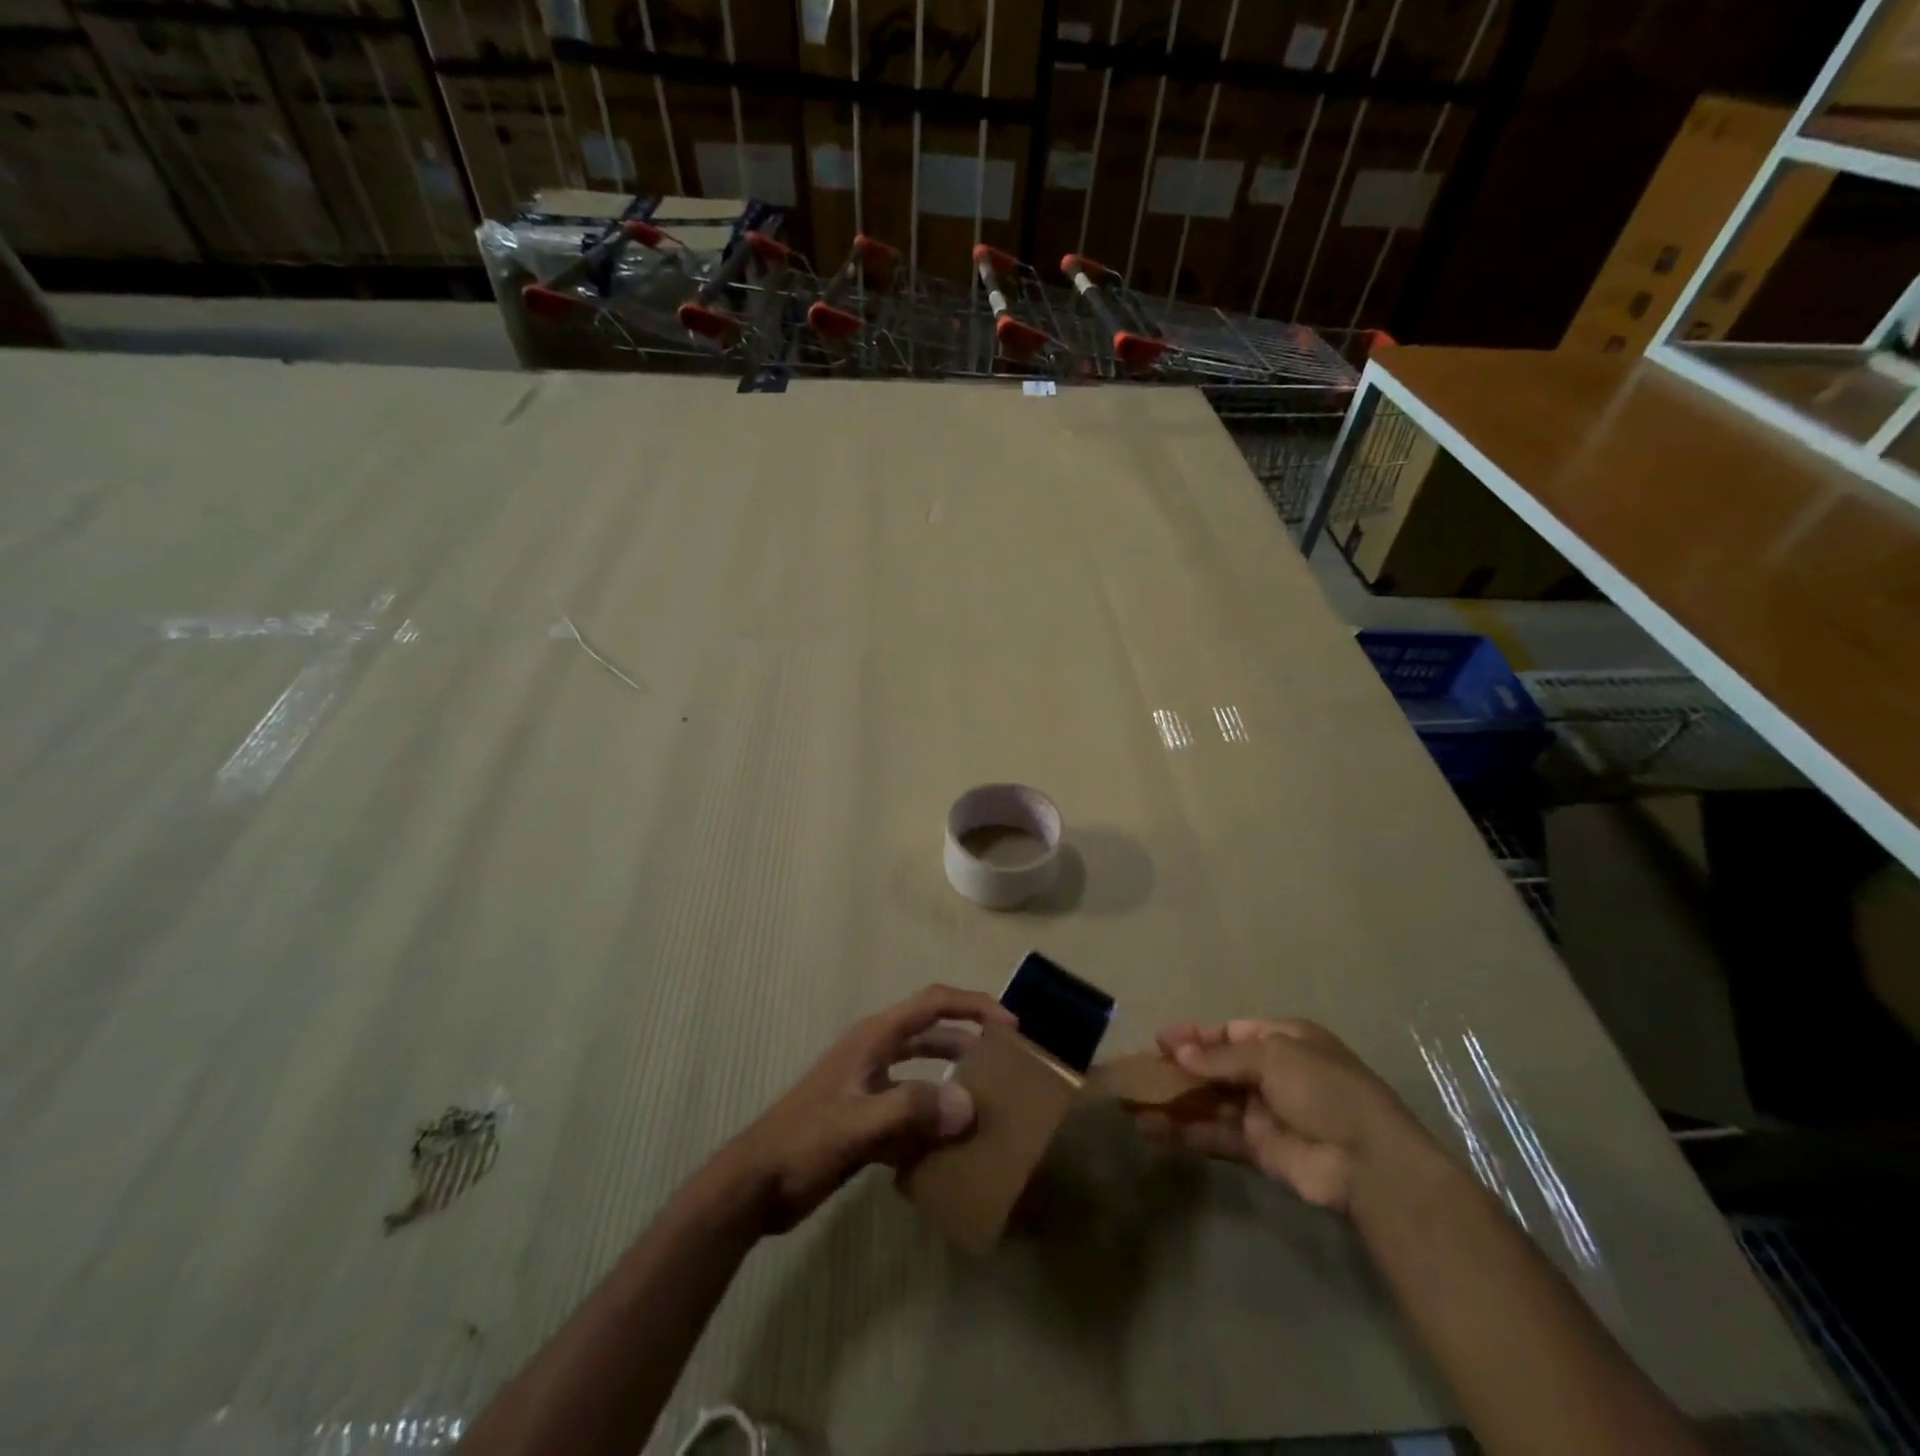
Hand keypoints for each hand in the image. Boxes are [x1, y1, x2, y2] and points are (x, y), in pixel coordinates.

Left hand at [729, 984, 1016, 1232]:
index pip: (933, 1003)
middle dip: (969, 1040)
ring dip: (952, 1079)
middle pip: (932, 1032)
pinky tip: (950, 1147)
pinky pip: (909, 1108)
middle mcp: (875, 1053)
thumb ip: (912, 1110)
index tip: (1011, 1026)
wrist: (755, 1185)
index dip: (974, 1006)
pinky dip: (931, 1119)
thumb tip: (969, 1104)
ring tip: (986, 1102)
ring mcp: (868, 1085)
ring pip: (922, 1071)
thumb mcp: (859, 1124)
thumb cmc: (805, 1142)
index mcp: (875, 1038)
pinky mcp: (864, 1117)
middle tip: (1007, 1062)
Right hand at [1139, 1018, 1423, 1211]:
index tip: (1160, 1040)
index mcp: (1284, 1041)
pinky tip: (1152, 1131)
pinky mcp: (1258, 1150)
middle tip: (1139, 1073)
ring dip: (1176, 1102)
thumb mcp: (1274, 1057)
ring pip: (1211, 1102)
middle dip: (1179, 1070)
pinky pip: (1215, 1135)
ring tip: (1133, 1103)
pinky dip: (1185, 1132)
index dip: (1196, 1036)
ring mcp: (1265, 1113)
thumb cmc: (1324, 1090)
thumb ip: (1222, 1056)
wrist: (1368, 1163)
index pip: (1231, 1033)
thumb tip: (1178, 1051)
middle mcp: (1272, 1074)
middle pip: (1216, 1068)